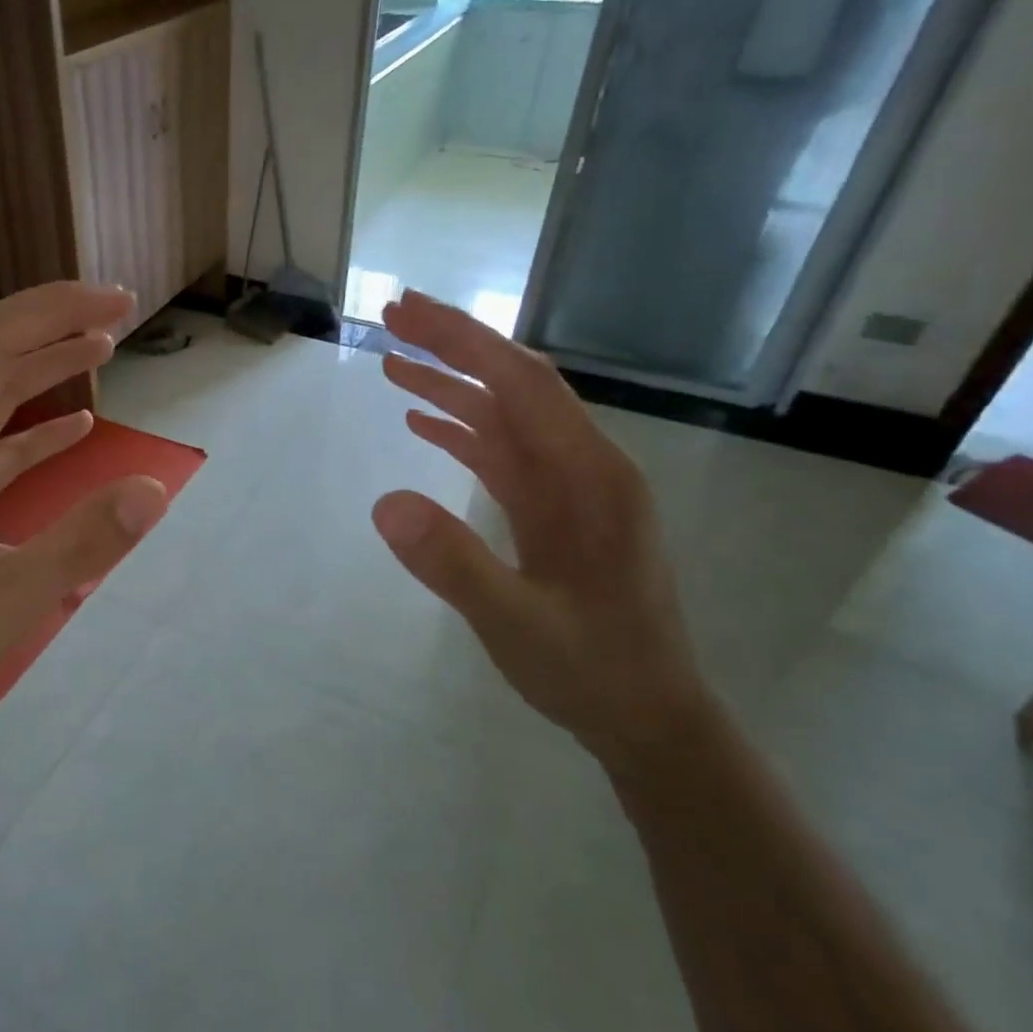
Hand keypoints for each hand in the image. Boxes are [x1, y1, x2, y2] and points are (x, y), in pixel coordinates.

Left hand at [0, 283, 168, 770]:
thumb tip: (154, 490)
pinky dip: (37, 425)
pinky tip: (80, 424)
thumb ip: (81, 543)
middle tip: (119, 310)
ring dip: (45, 364)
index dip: (50, 312)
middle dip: (52, 322)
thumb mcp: (7, 598)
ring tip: (104, 346)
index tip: (114, 304)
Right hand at [370, 291, 714, 770]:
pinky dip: (461, 432)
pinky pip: (503, 455)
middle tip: (389, 320)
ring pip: (505, 417)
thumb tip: (383, 502)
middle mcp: (584, 467)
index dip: (463, 340)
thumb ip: (453, 563)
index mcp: (590, 478)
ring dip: (450, 387)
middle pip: (513, 385)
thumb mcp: (516, 624)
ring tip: (391, 364)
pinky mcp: (554, 511)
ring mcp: (569, 489)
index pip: (521, 384)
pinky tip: (422, 425)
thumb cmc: (592, 671)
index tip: (406, 313)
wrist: (649, 718)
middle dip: (453, 346)